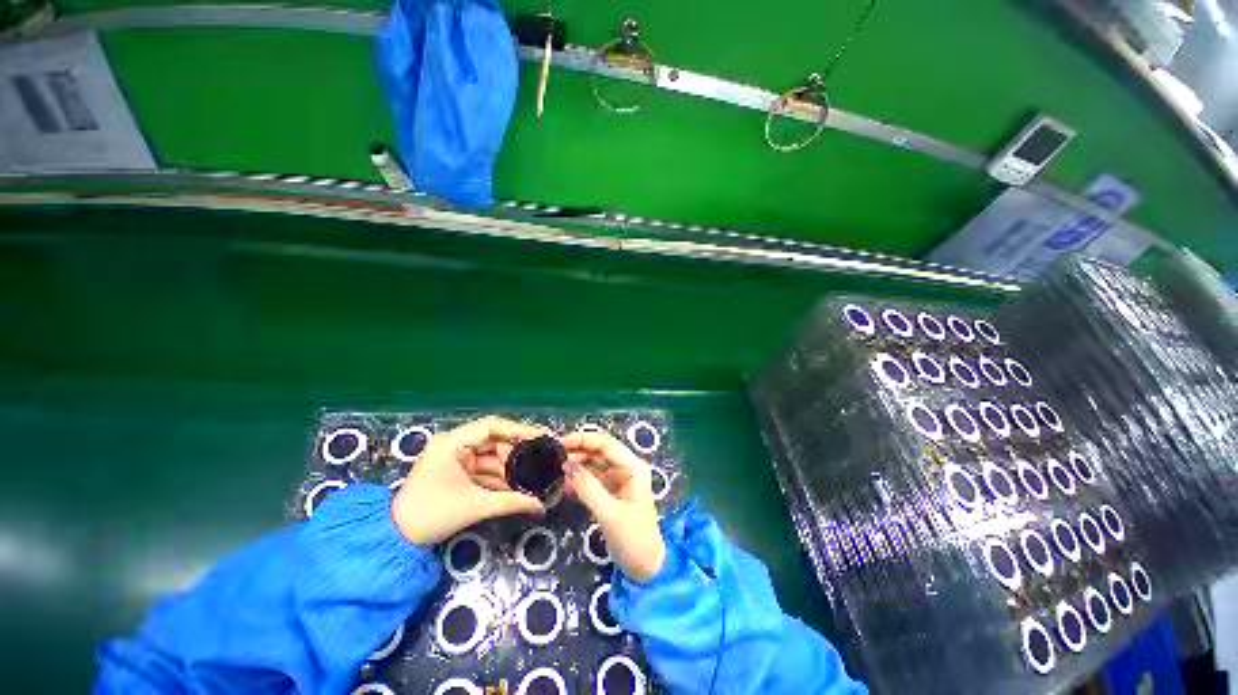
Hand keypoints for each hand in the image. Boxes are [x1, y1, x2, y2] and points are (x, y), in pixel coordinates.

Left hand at [393, 417, 546, 544]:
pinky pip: (485, 469)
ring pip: (491, 457)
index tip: (540, 435)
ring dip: (510, 467)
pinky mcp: (458, 472)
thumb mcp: (475, 506)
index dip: (518, 429)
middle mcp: (454, 445)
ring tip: (534, 473)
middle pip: (494, 441)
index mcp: (451, 444)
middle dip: (516, 452)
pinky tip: (519, 483)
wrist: (396, 539)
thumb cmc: (431, 515)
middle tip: (540, 457)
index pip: (491, 427)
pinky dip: (500, 476)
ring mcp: (456, 459)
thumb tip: (541, 506)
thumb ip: (511, 502)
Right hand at [562, 431, 666, 582]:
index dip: (584, 440)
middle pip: (598, 452)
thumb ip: (589, 489)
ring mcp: (617, 480)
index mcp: (633, 467)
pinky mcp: (609, 493)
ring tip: (552, 469)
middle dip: (576, 452)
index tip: (560, 443)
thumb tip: (567, 466)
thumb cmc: (634, 539)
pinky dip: (577, 481)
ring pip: (593, 465)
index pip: (606, 444)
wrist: (645, 568)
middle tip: (551, 457)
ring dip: (575, 466)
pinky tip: (560, 484)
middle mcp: (626, 468)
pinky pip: (591, 480)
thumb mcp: (610, 514)